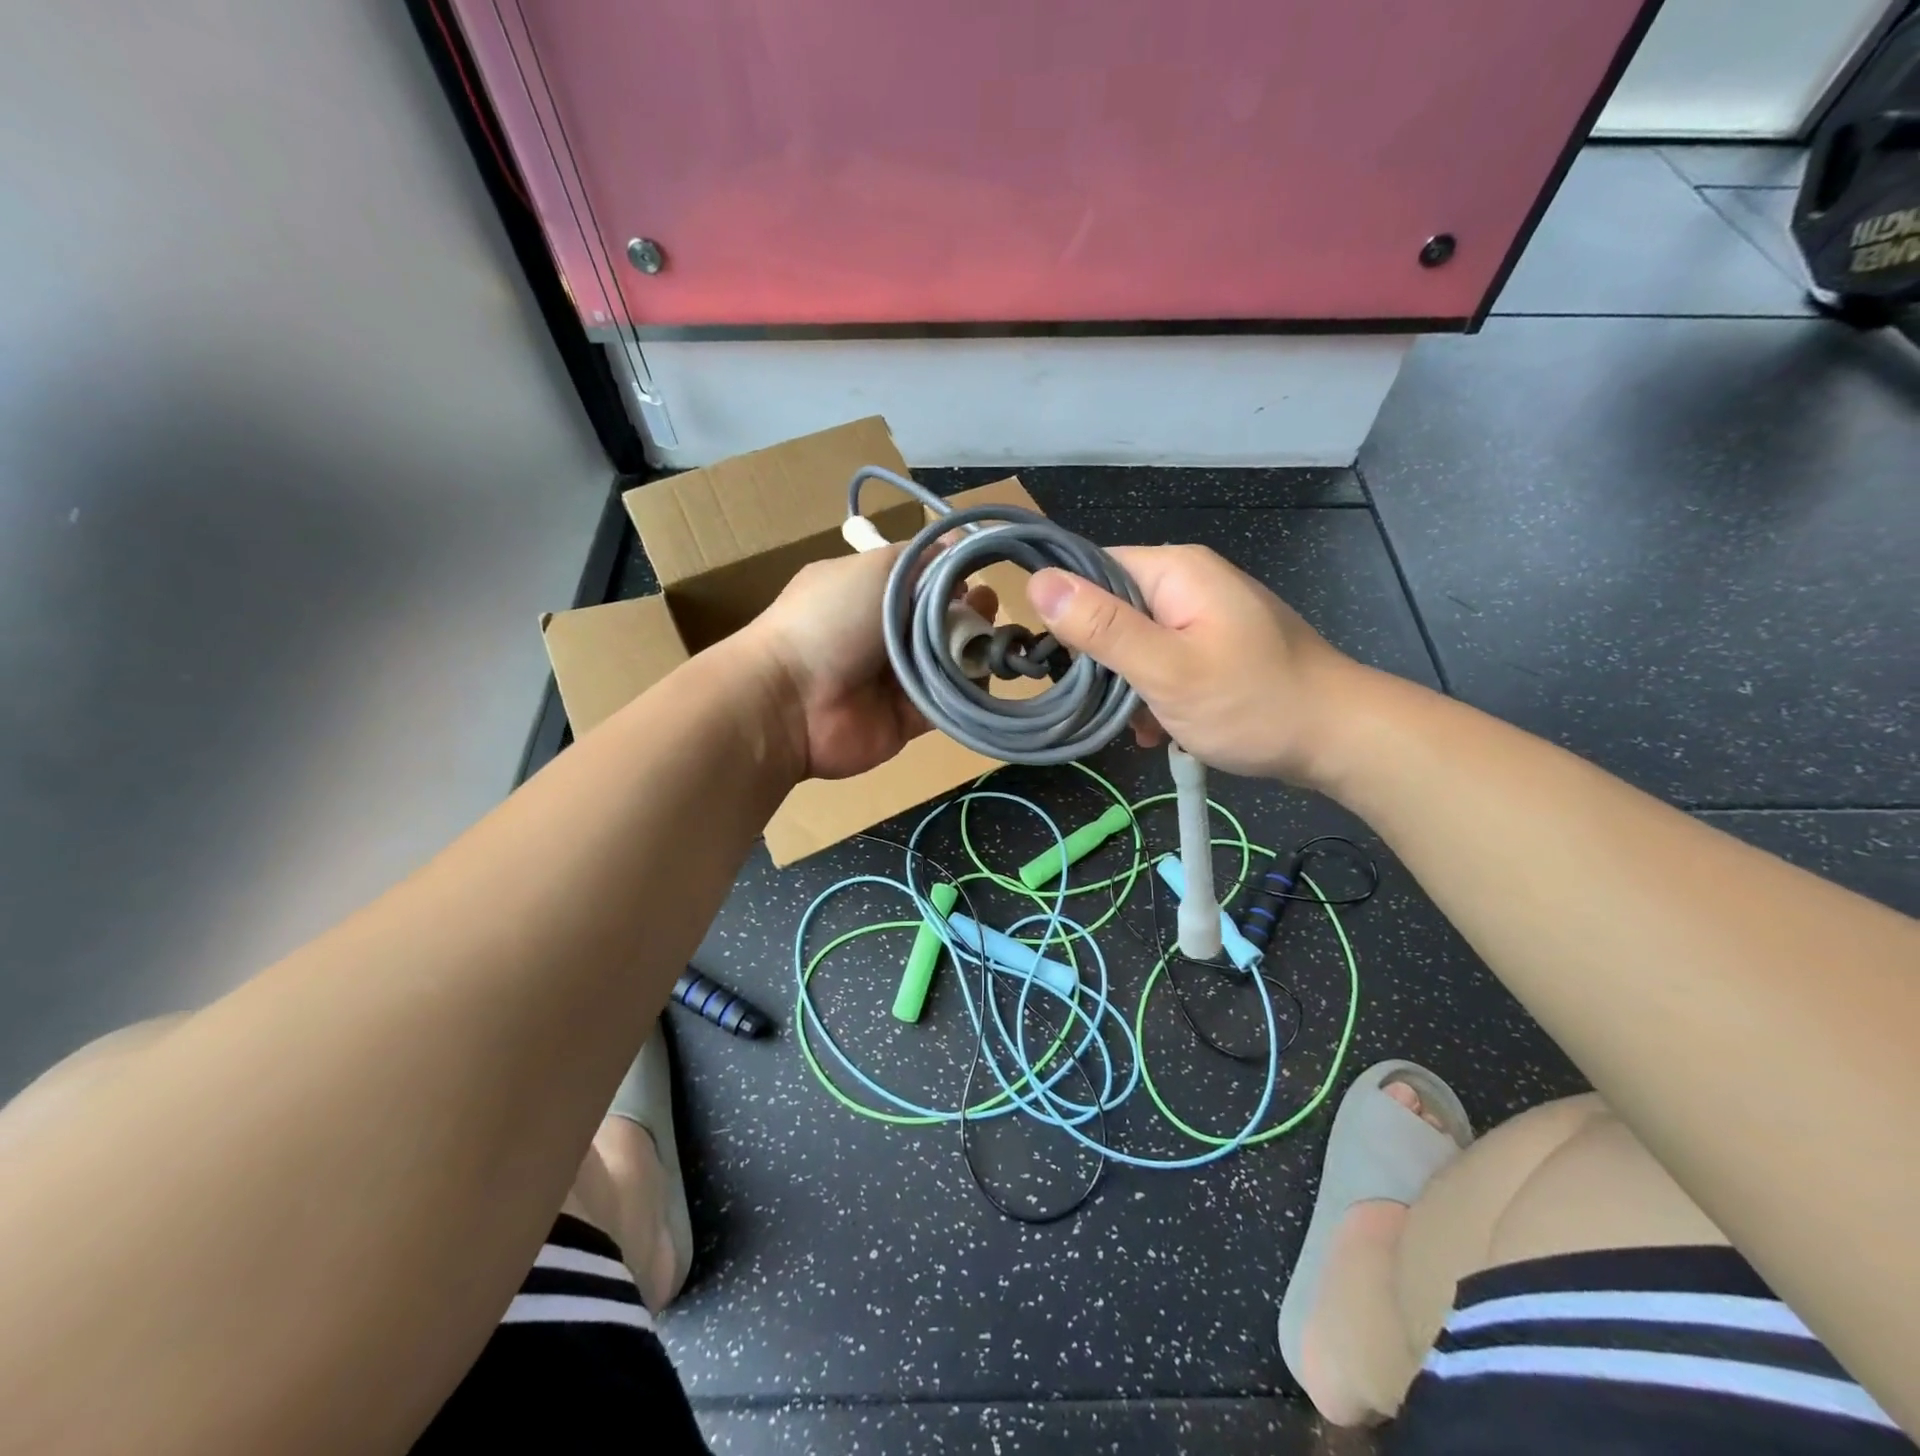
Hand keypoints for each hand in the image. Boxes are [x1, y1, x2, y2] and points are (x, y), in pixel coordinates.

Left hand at [743, 546, 996, 780]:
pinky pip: (949, 703)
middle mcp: (885, 634)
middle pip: (943, 620)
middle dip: (971, 611)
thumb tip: (958, 547)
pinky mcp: (908, 718)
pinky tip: (985, 675)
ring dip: (975, 649)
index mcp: (871, 593)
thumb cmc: (830, 620)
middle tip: (988, 607)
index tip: (978, 571)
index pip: (924, 580)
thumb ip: (922, 558)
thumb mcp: (874, 569)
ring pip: (950, 662)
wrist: (791, 702)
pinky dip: (969, 691)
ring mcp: (897, 678)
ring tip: (994, 641)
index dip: (954, 575)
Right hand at [1026, 545, 1363, 784]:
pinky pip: (1164, 660)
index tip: (1060, 660)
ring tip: (1139, 723)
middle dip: (1101, 658)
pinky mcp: (1216, 646)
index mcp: (1176, 570)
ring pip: (1136, 641)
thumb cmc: (1252, 702)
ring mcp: (1206, 615)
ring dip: (1127, 684)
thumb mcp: (1166, 668)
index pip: (1093, 568)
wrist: (1339, 739)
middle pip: (1112, 607)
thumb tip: (1036, 582)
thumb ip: (1102, 627)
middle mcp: (1189, 581)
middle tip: (1105, 701)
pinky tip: (1160, 728)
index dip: (1067, 610)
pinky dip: (1155, 694)